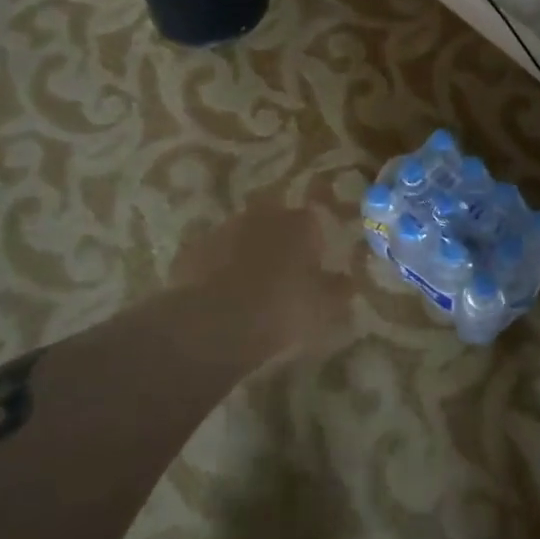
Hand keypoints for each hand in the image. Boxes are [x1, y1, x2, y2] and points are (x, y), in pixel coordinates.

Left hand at [172, 206, 352, 363]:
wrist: (214, 323)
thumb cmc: (281, 309)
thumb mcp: (323, 307)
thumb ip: (338, 290)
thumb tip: (346, 281)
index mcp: (298, 223)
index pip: (312, 221)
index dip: (314, 241)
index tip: (314, 264)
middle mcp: (261, 216)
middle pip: (274, 220)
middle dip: (278, 239)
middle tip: (281, 270)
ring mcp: (223, 229)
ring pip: (241, 234)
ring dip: (246, 251)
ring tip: (249, 285)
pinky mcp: (193, 249)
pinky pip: (212, 254)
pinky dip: (217, 267)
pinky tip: (219, 293)